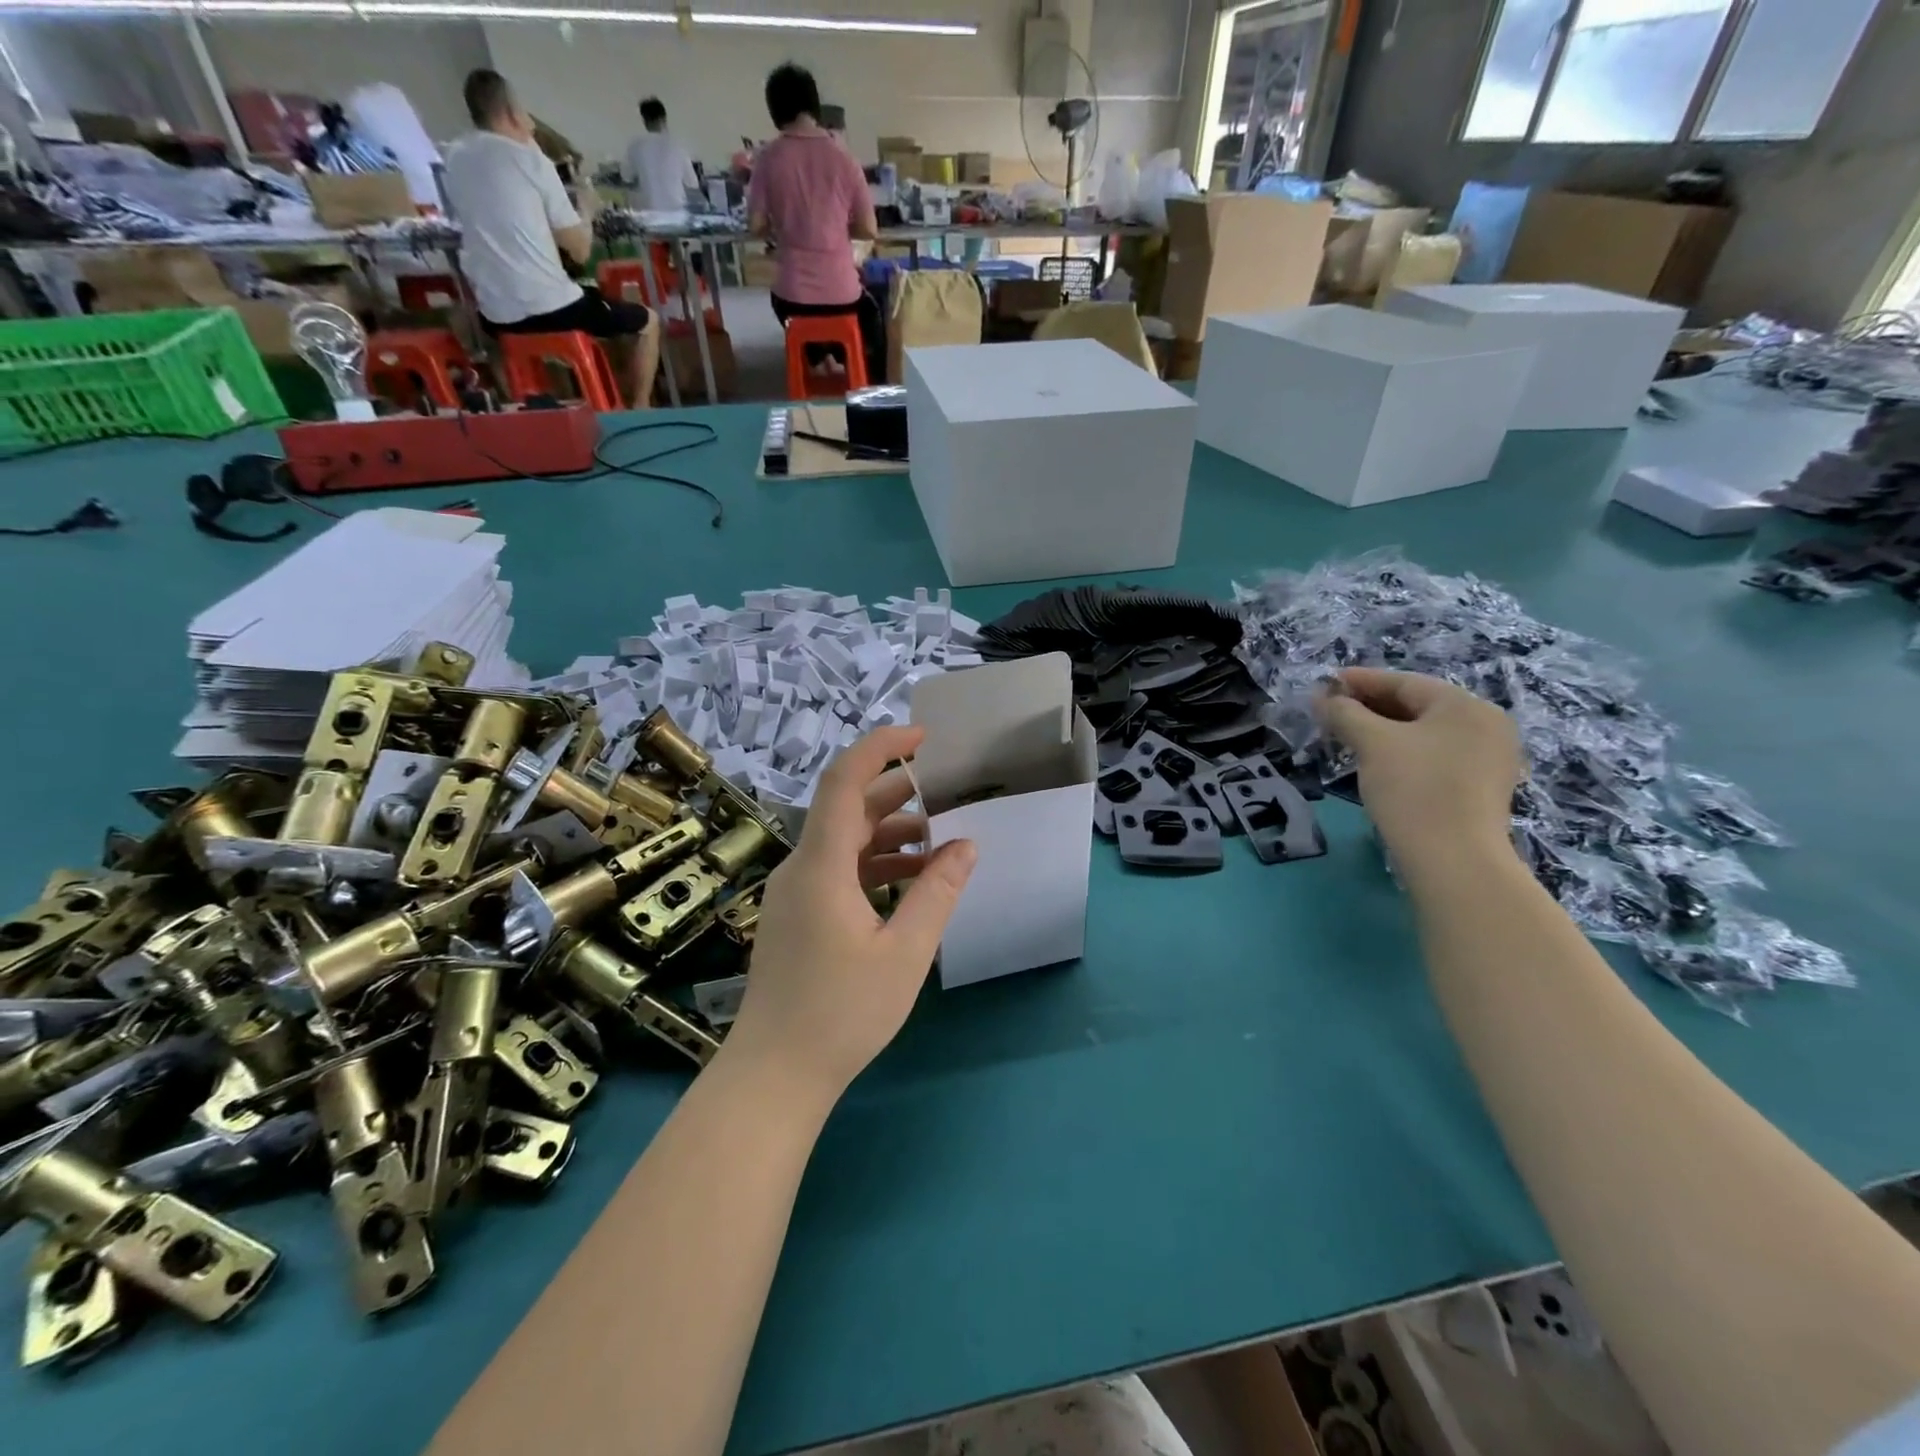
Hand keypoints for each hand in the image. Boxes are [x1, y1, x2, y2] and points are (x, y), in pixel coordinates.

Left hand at [725, 726, 975, 1100]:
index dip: (880, 747)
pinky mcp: (796, 915)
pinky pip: (836, 870)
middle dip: (896, 792)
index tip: (922, 736)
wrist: (775, 1075)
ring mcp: (794, 892)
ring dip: (889, 834)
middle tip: (945, 790)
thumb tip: (965, 844)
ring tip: (938, 843)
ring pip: (843, 841)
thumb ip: (937, 892)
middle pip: (846, 808)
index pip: (844, 781)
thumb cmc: (842, 1014)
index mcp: (821, 866)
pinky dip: (873, 865)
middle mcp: (800, 867)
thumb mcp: (905, 953)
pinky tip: (909, 882)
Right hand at [1314, 668, 1523, 867]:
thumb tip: (1322, 697)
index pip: (1404, 683)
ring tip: (1346, 737)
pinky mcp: (1480, 788)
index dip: (1360, 681)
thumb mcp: (1372, 743)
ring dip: (1383, 731)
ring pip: (1424, 733)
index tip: (1325, 683)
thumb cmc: (1414, 789)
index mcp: (1465, 706)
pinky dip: (1403, 752)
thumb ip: (1345, 713)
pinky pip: (1435, 756)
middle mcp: (1485, 725)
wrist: (1455, 860)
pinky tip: (1376, 762)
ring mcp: (1488, 758)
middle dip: (1370, 707)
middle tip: (1331, 712)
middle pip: (1417, 706)